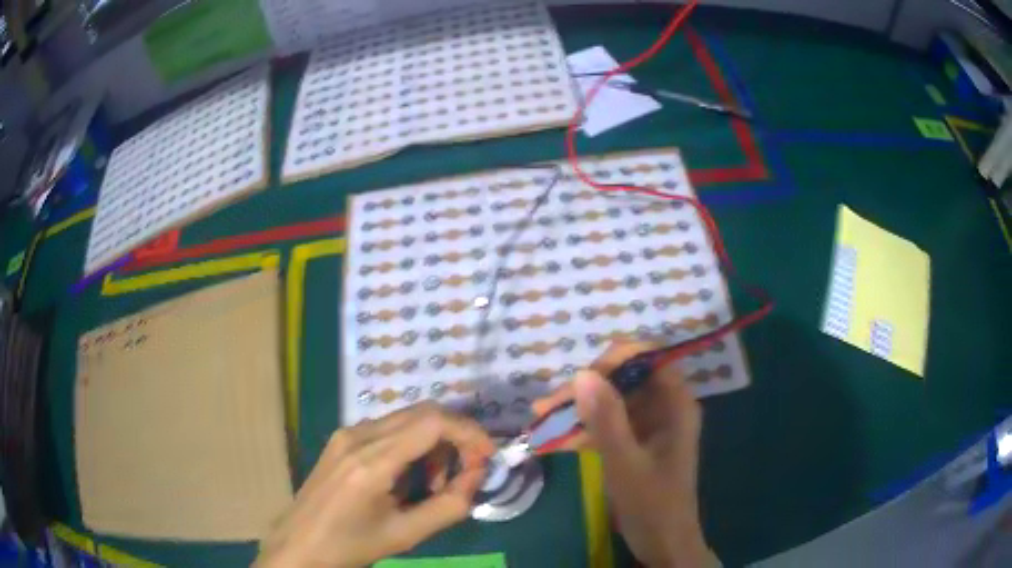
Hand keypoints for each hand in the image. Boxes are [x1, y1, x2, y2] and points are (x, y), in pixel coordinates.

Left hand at [255, 402, 495, 567]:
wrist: (300, 544)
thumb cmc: (352, 545)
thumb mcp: (406, 534)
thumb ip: (450, 506)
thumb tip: (477, 477)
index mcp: (372, 462)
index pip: (432, 422)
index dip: (469, 432)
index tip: (487, 457)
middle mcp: (358, 435)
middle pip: (423, 412)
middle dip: (456, 436)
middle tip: (469, 470)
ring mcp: (347, 433)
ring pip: (407, 418)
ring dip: (434, 443)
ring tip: (435, 485)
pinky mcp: (342, 438)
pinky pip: (389, 429)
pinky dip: (413, 445)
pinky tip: (409, 477)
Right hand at [533, 342, 713, 567]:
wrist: (663, 544)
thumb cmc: (652, 504)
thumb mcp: (625, 463)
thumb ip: (606, 419)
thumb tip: (581, 374)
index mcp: (676, 404)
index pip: (649, 358)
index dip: (615, 359)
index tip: (581, 377)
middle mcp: (665, 407)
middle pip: (625, 379)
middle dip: (586, 387)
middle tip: (548, 404)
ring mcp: (650, 425)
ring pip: (612, 401)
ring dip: (577, 409)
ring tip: (540, 417)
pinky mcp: (636, 442)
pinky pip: (608, 424)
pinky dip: (583, 429)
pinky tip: (552, 438)